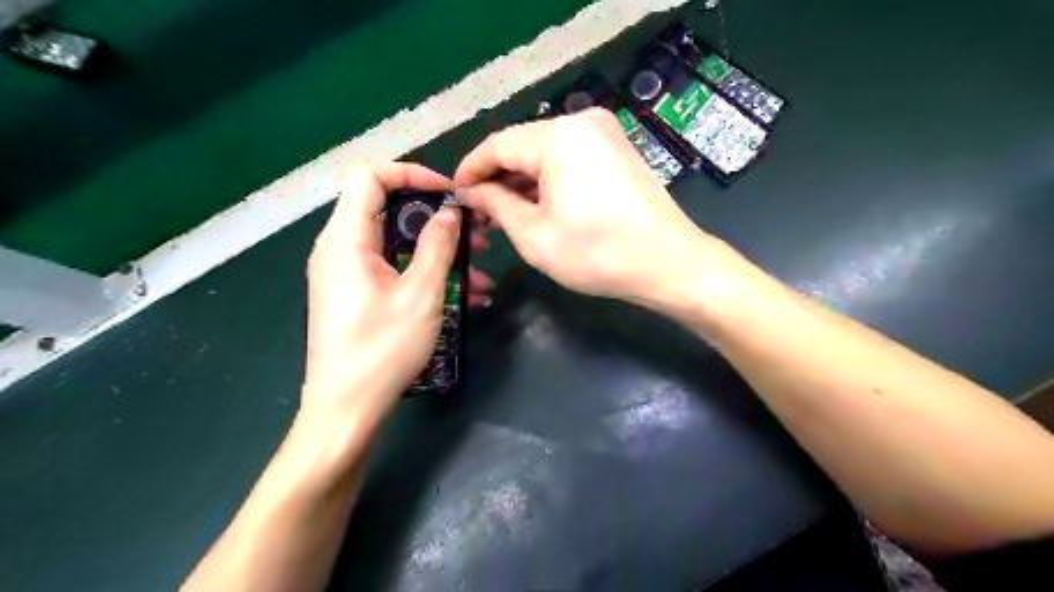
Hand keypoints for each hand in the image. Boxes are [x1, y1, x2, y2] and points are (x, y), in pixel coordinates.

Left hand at [297, 163, 491, 424]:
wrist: (346, 409)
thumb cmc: (382, 349)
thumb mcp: (420, 294)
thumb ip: (437, 245)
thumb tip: (449, 213)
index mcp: (346, 239)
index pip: (371, 176)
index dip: (412, 174)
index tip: (450, 194)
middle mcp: (341, 248)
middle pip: (388, 209)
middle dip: (436, 218)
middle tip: (475, 232)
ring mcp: (348, 273)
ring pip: (397, 243)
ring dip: (439, 250)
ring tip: (481, 267)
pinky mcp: (358, 294)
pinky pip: (394, 269)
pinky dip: (425, 273)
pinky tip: (466, 295)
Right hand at [449, 107, 728, 309]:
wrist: (668, 263)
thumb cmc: (597, 253)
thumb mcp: (534, 235)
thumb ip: (495, 205)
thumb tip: (472, 192)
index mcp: (557, 137)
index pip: (497, 144)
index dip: (471, 169)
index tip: (454, 193)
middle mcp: (580, 122)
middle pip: (522, 146)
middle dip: (497, 178)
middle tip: (478, 212)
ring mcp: (604, 133)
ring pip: (545, 153)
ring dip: (522, 181)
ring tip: (503, 214)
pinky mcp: (616, 149)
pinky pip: (569, 158)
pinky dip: (548, 180)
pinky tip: (536, 205)